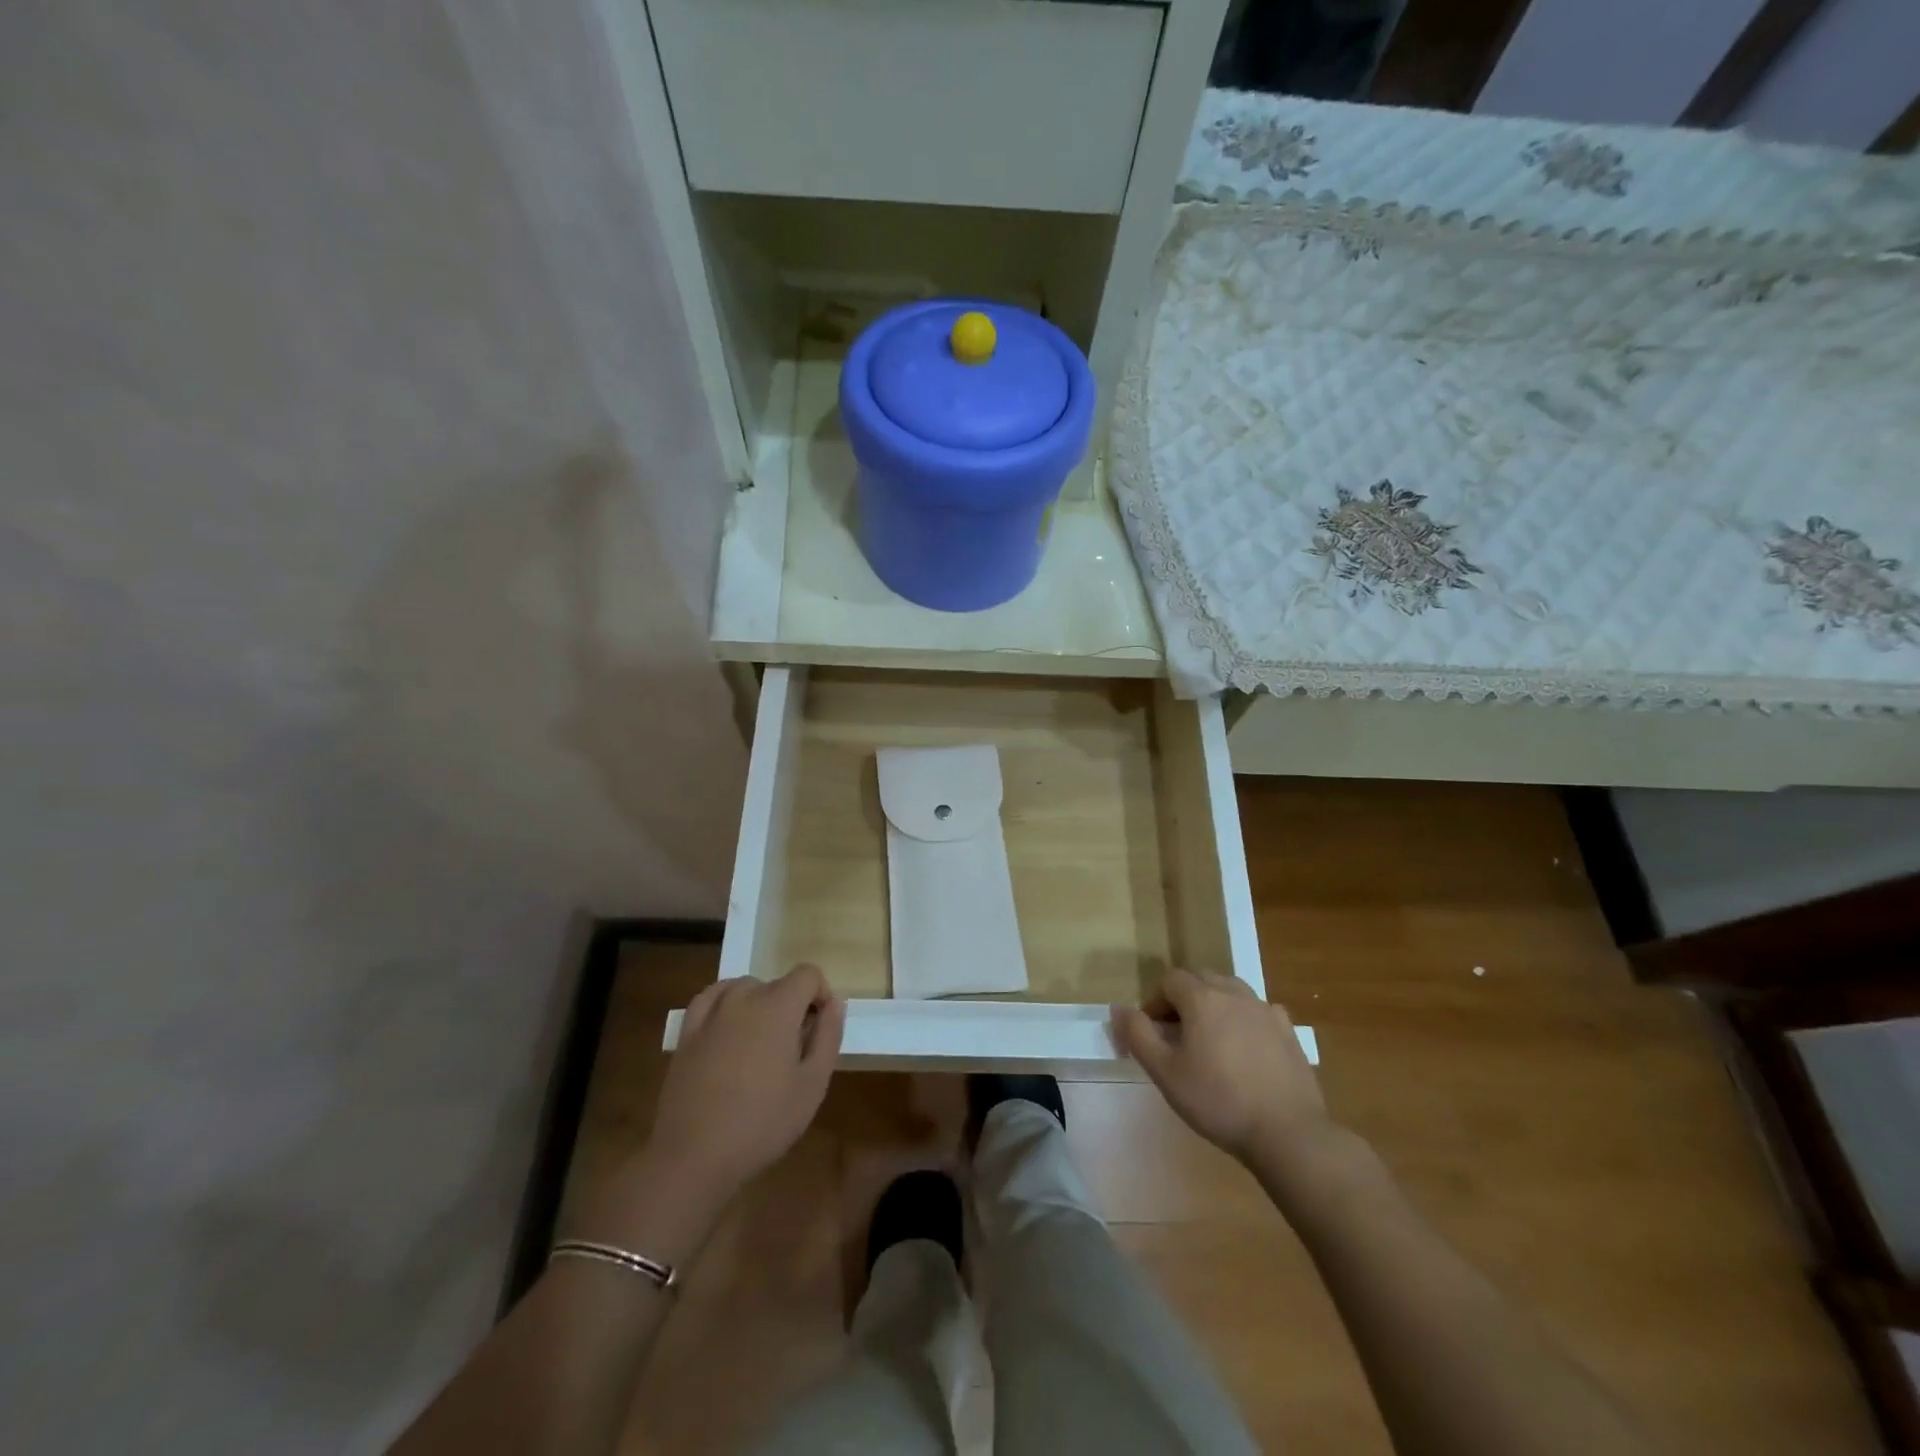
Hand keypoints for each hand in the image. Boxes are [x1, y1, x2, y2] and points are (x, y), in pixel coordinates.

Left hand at [646, 964, 845, 1207]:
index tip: (820, 1029)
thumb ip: (828, 1036)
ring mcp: (711, 1014)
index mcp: (778, 1007)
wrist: (694, 1156)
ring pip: (744, 988)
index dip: (821, 995)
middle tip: (793, 1049)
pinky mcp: (686, 1033)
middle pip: (777, 983)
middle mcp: (743, 998)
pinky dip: (724, 1003)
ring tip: (761, 1044)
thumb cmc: (762, 1122)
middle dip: (791, 1006)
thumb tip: (834, 1003)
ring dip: (759, 1004)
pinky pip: (710, 999)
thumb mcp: (813, 1085)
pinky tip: (728, 1027)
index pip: (808, 974)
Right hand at [1112, 968, 1330, 1167]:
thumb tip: (1118, 1007)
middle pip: (1201, 980)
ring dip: (1214, 1007)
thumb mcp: (1165, 1072)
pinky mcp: (1288, 1031)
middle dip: (1183, 1000)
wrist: (1288, 1133)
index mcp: (1202, 998)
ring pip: (1231, 992)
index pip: (1170, 980)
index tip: (1153, 1034)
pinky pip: (1258, 1012)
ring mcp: (1265, 1010)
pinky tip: (1245, 1051)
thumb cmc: (1218, 1101)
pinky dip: (1244, 1021)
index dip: (1155, 1002)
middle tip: (1177, 1037)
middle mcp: (1234, 993)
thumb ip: (1137, 1034)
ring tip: (1210, 1042)